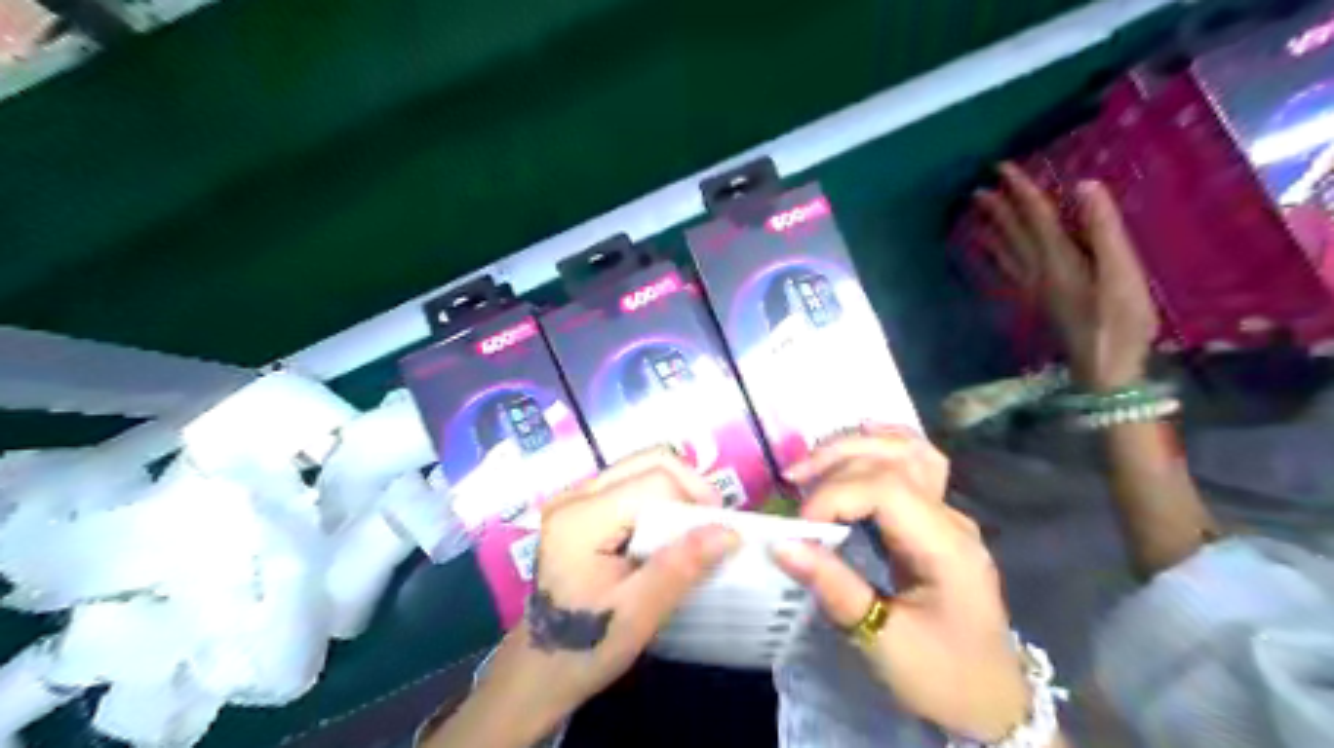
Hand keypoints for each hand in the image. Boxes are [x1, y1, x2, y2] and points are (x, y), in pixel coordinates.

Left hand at [441, 448, 745, 743]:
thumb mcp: (638, 615)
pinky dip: (660, 498)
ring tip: (691, 530)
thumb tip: (729, 531)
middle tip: (709, 526)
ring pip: (643, 466)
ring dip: (677, 490)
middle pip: (649, 460)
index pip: (656, 482)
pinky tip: (666, 532)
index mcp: (581, 518)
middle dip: (690, 486)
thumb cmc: (585, 646)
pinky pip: (633, 482)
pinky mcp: (582, 506)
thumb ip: (680, 568)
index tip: (718, 538)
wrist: (540, 669)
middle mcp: (575, 495)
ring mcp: (576, 497)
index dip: (695, 502)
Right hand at [772, 433, 1028, 742]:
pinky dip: (881, 448)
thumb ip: (834, 587)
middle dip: (838, 460)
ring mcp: (947, 516)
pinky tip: (857, 444)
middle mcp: (951, 519)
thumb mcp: (884, 643)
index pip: (886, 489)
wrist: (992, 704)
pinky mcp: (935, 522)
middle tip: (792, 479)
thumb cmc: (943, 679)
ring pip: (908, 451)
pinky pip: (913, 465)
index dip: (835, 495)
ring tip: (813, 460)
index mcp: (947, 547)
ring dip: (857, 446)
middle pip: (896, 458)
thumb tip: (781, 544)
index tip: (800, 527)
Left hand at [977, 164, 1156, 390]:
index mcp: (1059, 257)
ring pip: (1007, 250)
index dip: (1019, 189)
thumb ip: (1103, 229)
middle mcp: (1038, 269)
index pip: (1034, 214)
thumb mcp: (1121, 271)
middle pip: (1014, 231)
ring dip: (992, 228)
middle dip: (999, 206)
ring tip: (977, 214)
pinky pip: (1009, 271)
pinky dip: (997, 257)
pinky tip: (992, 254)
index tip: (1002, 167)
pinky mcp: (1038, 301)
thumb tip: (1082, 186)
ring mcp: (1035, 287)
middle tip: (979, 187)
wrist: (1103, 366)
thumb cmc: (1119, 320)